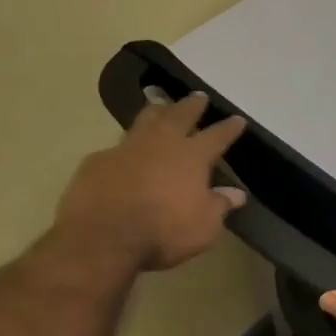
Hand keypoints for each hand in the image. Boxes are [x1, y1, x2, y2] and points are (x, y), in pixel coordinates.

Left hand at [39, 93, 247, 282]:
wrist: (101, 238)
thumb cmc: (162, 232)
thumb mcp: (203, 227)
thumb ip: (219, 206)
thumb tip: (237, 194)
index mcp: (192, 156)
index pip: (217, 136)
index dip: (229, 127)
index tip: (238, 119)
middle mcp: (162, 144)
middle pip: (180, 115)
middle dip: (192, 105)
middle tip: (198, 97)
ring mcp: (127, 149)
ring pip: (145, 120)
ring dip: (156, 111)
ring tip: (160, 103)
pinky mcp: (97, 161)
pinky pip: (116, 147)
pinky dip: (125, 147)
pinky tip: (123, 152)